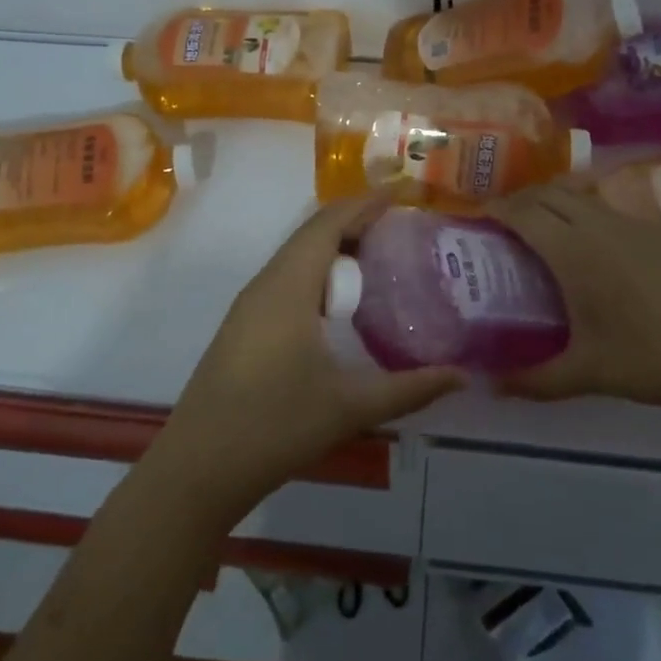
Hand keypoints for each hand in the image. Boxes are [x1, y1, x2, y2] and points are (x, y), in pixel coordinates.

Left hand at [155, 195, 465, 519]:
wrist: (198, 468)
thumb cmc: (275, 425)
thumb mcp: (350, 406)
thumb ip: (410, 389)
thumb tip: (462, 376)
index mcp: (289, 286)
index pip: (328, 223)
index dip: (365, 203)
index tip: (402, 193)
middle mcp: (266, 284)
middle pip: (311, 234)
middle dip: (355, 221)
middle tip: (401, 226)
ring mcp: (250, 306)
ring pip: (297, 258)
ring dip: (335, 248)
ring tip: (379, 257)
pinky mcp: (244, 328)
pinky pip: (287, 280)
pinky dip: (319, 274)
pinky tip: (341, 304)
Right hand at [486, 184, 660, 418]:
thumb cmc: (656, 358)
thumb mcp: (590, 374)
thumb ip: (536, 380)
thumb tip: (491, 387)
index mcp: (574, 251)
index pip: (523, 212)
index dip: (495, 209)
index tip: (475, 218)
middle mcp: (600, 224)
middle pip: (549, 193)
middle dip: (519, 200)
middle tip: (502, 225)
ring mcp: (634, 222)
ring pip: (581, 194)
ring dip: (554, 201)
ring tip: (543, 229)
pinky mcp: (660, 230)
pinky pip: (609, 205)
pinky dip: (585, 210)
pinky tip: (593, 244)